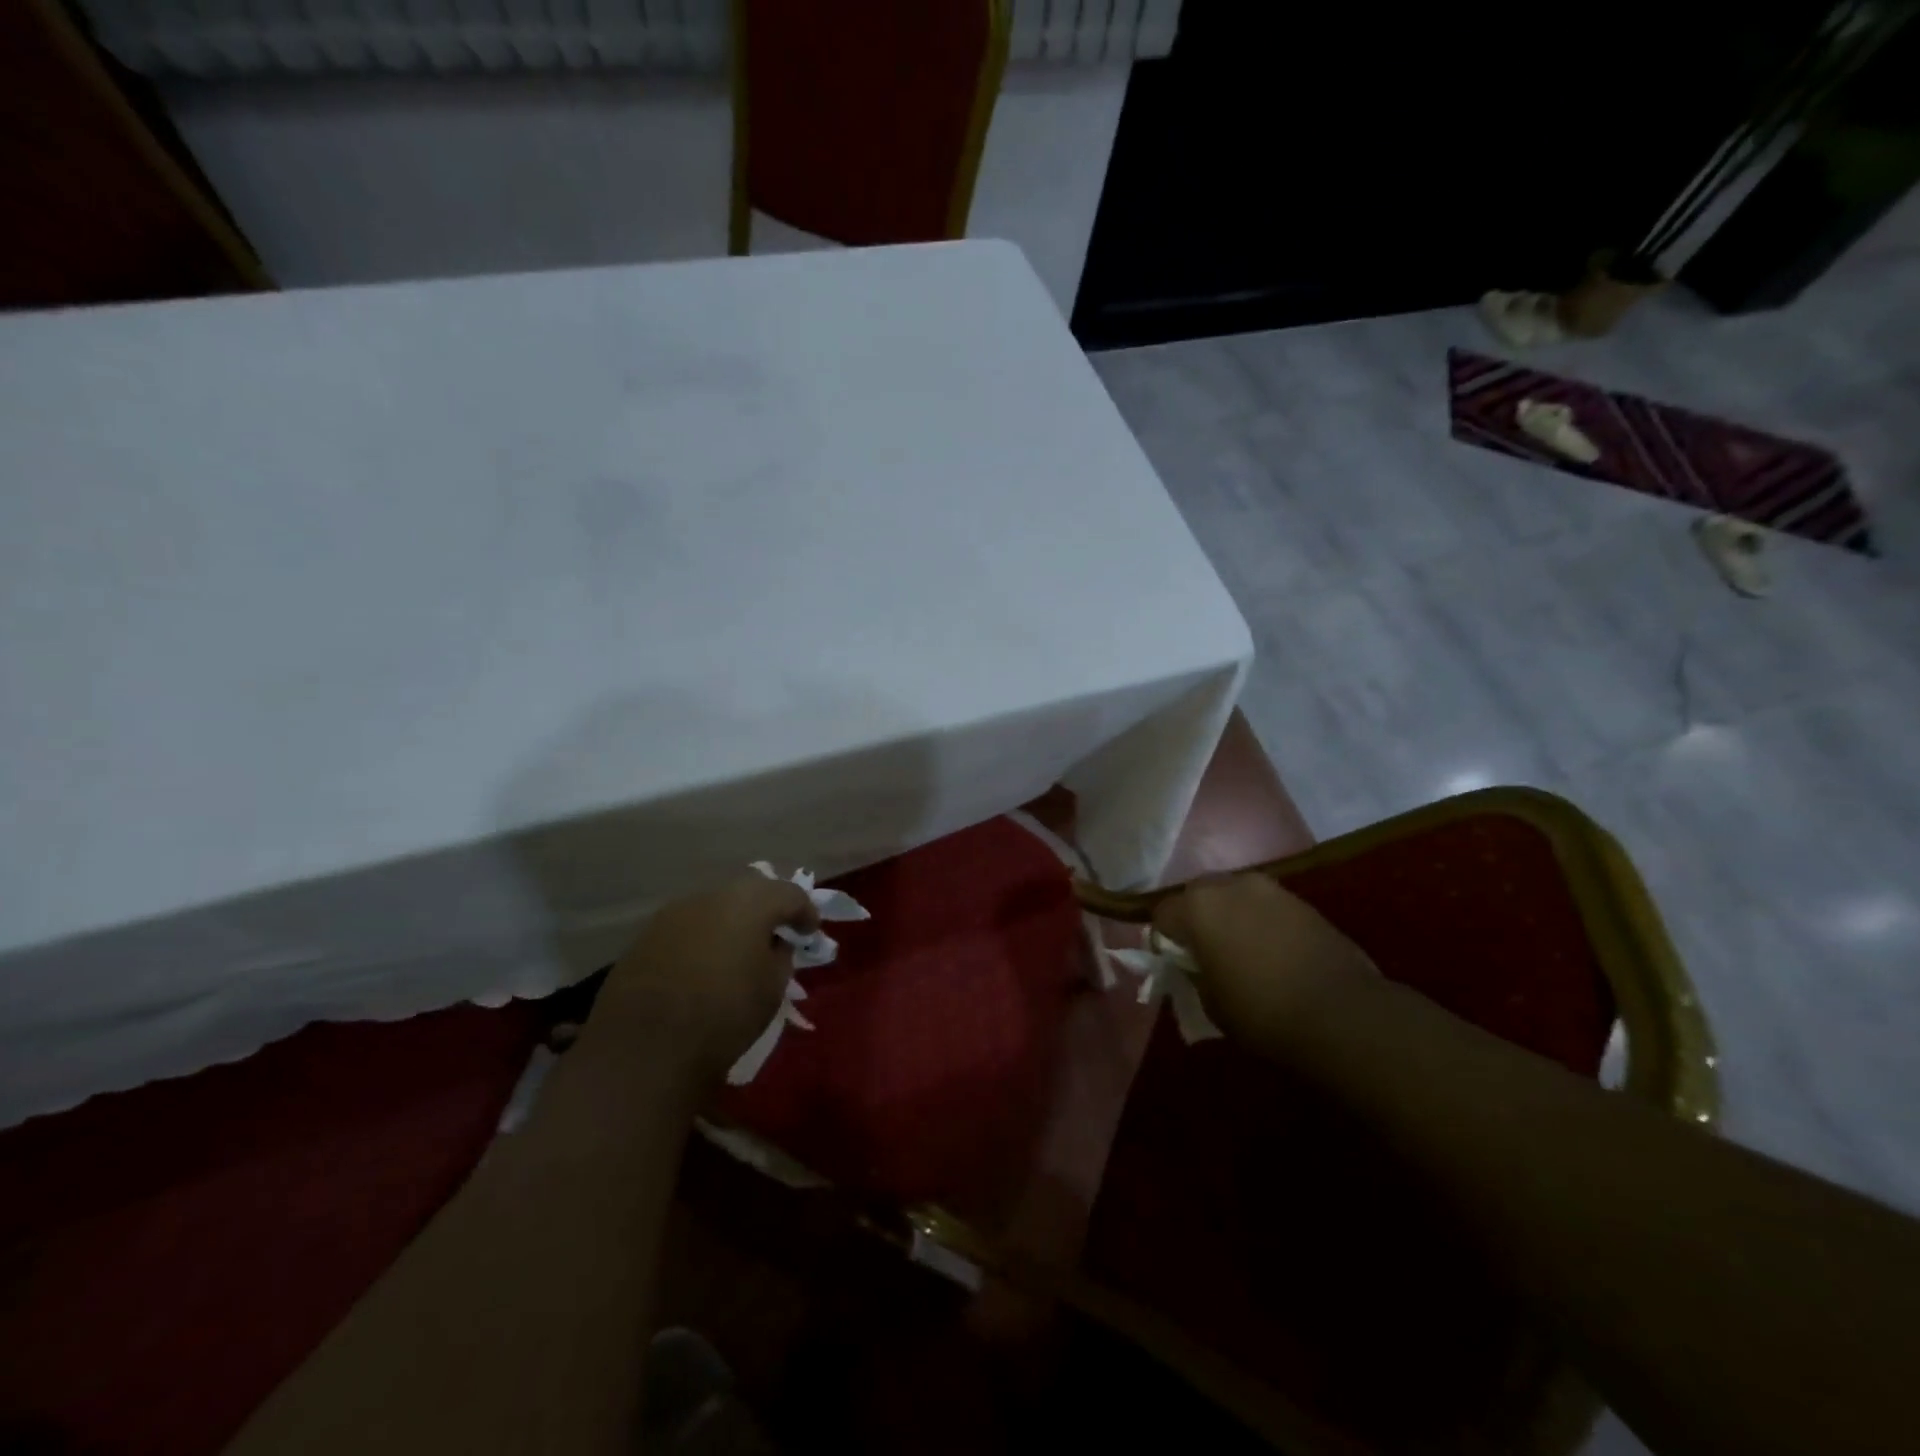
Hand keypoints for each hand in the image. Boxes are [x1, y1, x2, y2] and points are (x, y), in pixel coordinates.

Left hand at [595, 874, 819, 1086]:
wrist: (644, 1048)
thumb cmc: (724, 1015)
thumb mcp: (772, 988)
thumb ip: (781, 956)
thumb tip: (774, 944)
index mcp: (751, 902)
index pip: (790, 894)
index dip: (805, 912)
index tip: (811, 932)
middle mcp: (712, 895)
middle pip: (750, 891)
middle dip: (767, 908)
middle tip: (776, 934)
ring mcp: (674, 912)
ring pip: (716, 906)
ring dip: (732, 921)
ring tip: (738, 950)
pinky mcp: (647, 935)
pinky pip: (688, 926)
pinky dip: (703, 937)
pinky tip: (704, 963)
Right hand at [1153, 872, 1375, 1042]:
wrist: (1342, 1014)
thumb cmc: (1262, 1011)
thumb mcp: (1211, 1003)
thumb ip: (1195, 974)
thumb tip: (1196, 966)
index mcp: (1198, 906)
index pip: (1162, 915)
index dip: (1164, 941)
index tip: (1175, 965)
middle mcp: (1230, 885)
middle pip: (1198, 896)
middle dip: (1198, 920)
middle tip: (1206, 954)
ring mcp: (1270, 889)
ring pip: (1235, 897)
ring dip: (1232, 917)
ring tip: (1242, 952)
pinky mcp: (1303, 901)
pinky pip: (1267, 907)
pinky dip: (1262, 923)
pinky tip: (1274, 953)